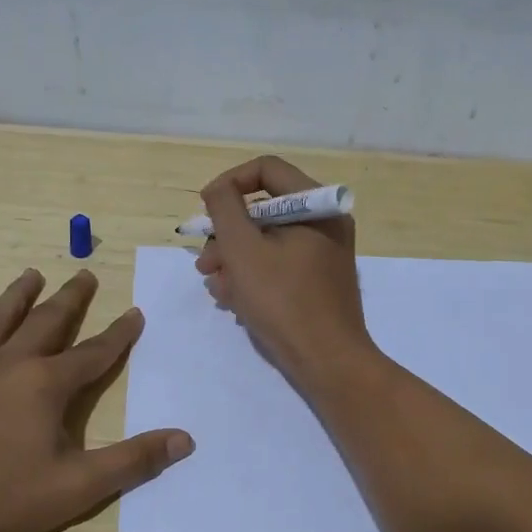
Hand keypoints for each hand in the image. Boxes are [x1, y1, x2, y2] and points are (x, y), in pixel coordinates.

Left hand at [0, 269, 192, 531]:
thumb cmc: (0, 501)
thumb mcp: (77, 487)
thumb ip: (132, 461)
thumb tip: (184, 439)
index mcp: (46, 386)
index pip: (94, 353)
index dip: (119, 334)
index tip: (135, 312)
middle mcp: (8, 364)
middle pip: (46, 322)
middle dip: (70, 299)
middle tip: (85, 275)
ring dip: (17, 296)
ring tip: (32, 274)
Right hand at [195, 155, 374, 386]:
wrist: (328, 362)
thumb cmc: (284, 301)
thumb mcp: (244, 250)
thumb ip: (225, 209)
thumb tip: (218, 190)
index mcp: (317, 206)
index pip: (267, 169)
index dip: (229, 184)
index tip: (205, 211)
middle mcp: (325, 224)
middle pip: (265, 209)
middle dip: (227, 233)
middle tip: (204, 261)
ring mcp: (323, 255)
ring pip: (268, 241)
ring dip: (234, 259)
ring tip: (215, 286)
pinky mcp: (317, 282)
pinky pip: (279, 265)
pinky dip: (253, 276)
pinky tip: (232, 300)